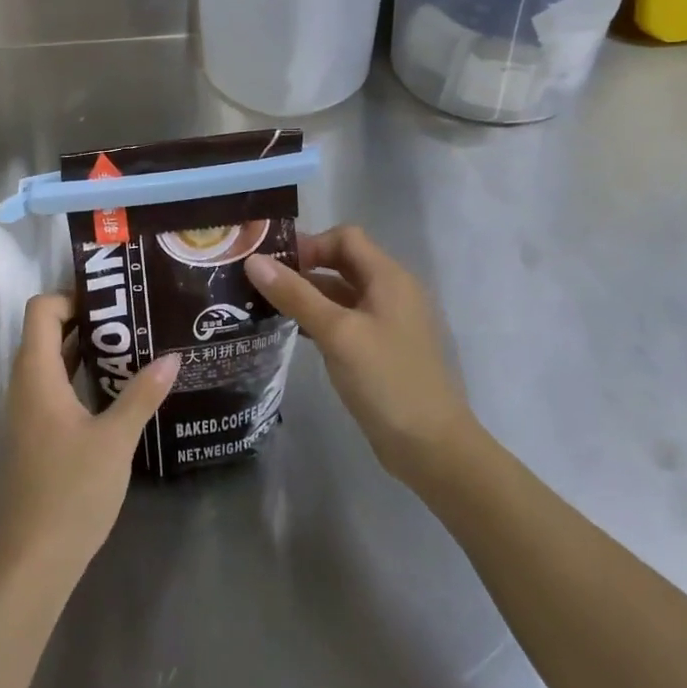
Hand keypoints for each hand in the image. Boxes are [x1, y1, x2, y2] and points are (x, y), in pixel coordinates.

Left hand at [0, 293, 178, 586]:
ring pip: (50, 362)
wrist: (33, 562)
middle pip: (45, 332)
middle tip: (131, 318)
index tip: (112, 300)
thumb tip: (172, 357)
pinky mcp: (35, 436)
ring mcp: (27, 413)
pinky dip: (79, 376)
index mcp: (36, 376)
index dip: (71, 296)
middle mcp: (25, 386)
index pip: (41, 311)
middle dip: (85, 319)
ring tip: (131, 346)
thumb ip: (142, 395)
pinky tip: (114, 390)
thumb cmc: (70, 492)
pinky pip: (54, 388)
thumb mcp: (115, 440)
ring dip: (84, 349)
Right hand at [246, 226, 476, 485]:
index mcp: (389, 277)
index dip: (310, 244)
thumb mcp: (337, 333)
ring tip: (266, 305)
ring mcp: (388, 322)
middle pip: (343, 262)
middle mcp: (391, 292)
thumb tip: (254, 260)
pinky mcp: (381, 349)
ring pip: (342, 293)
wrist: (433, 449)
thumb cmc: (387, 381)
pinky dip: (320, 318)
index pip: (345, 238)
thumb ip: (296, 295)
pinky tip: (292, 332)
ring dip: (308, 294)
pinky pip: (346, 320)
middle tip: (262, 281)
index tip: (275, 264)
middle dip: (304, 267)